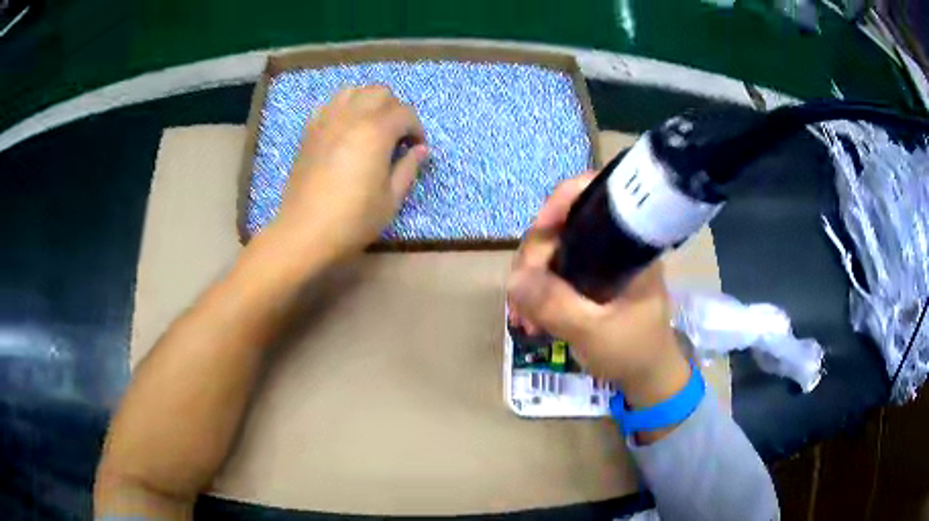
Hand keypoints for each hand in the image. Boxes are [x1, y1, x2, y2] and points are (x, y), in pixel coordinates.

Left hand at [270, 85, 427, 262]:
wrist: (304, 232)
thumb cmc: (352, 220)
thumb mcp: (391, 200)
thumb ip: (408, 169)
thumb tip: (421, 150)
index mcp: (376, 131)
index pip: (405, 113)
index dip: (416, 129)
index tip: (416, 148)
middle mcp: (351, 116)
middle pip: (380, 93)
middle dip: (395, 109)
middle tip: (397, 135)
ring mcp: (327, 120)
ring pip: (354, 91)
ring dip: (369, 102)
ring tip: (372, 125)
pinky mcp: (310, 131)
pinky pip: (330, 104)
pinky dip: (344, 108)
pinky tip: (346, 128)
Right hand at [507, 173, 690, 407]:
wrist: (647, 377)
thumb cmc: (633, 351)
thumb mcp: (594, 332)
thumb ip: (556, 305)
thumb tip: (514, 279)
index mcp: (628, 244)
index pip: (595, 196)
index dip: (562, 201)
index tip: (539, 231)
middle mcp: (613, 244)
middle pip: (562, 226)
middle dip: (534, 259)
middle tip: (519, 299)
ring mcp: (599, 261)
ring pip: (552, 250)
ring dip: (530, 280)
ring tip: (521, 317)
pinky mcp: (589, 278)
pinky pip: (553, 271)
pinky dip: (537, 291)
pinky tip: (528, 318)